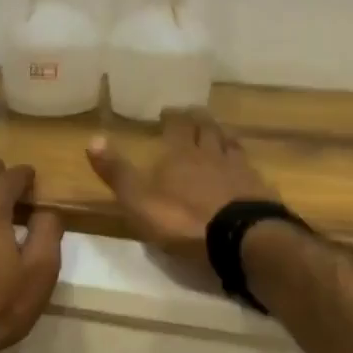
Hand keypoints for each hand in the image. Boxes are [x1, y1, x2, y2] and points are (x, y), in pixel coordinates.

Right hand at [86, 109, 277, 279]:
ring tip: (218, 133)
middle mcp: (211, 155)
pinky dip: (242, 162)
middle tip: (194, 114)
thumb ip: (118, 173)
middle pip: (207, 129)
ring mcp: (240, 170)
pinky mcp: (260, 190)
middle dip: (199, 120)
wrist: (242, 240)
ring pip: (230, 144)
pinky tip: (243, 167)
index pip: (177, 126)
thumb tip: (92, 138)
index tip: (168, 111)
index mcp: (181, 155)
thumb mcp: (139, 202)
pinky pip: (249, 167)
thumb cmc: (184, 221)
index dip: (173, 117)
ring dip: (222, 136)